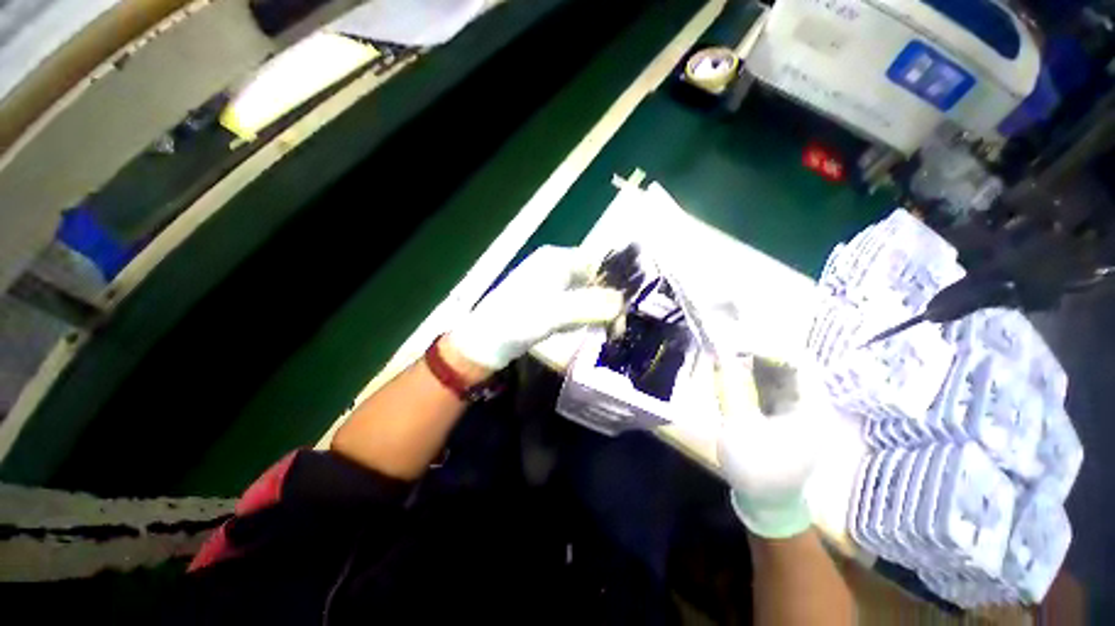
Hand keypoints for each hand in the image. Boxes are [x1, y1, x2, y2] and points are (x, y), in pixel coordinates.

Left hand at [448, 246, 624, 369]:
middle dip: (608, 301)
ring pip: (585, 292)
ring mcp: (550, 284)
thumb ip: (590, 306)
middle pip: (593, 278)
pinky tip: (590, 329)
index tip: (624, 310)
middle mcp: (555, 267)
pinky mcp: (546, 302)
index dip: (614, 284)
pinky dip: (586, 315)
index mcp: (556, 260)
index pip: (597, 263)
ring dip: (599, 310)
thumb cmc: (515, 322)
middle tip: (617, 328)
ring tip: (609, 331)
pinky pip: (574, 304)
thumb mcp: (554, 313)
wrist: (483, 343)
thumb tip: (622, 302)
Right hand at [716, 357, 819, 538]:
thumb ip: (730, 389)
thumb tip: (719, 355)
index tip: (740, 338)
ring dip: (753, 361)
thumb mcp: (740, 428)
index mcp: (810, 408)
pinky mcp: (781, 415)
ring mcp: (796, 410)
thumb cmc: (758, 469)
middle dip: (759, 350)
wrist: (767, 504)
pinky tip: (734, 369)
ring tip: (729, 348)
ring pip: (777, 374)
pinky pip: (768, 386)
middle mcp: (808, 404)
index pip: (798, 362)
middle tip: (729, 339)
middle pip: (788, 365)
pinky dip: (750, 375)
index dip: (770, 346)